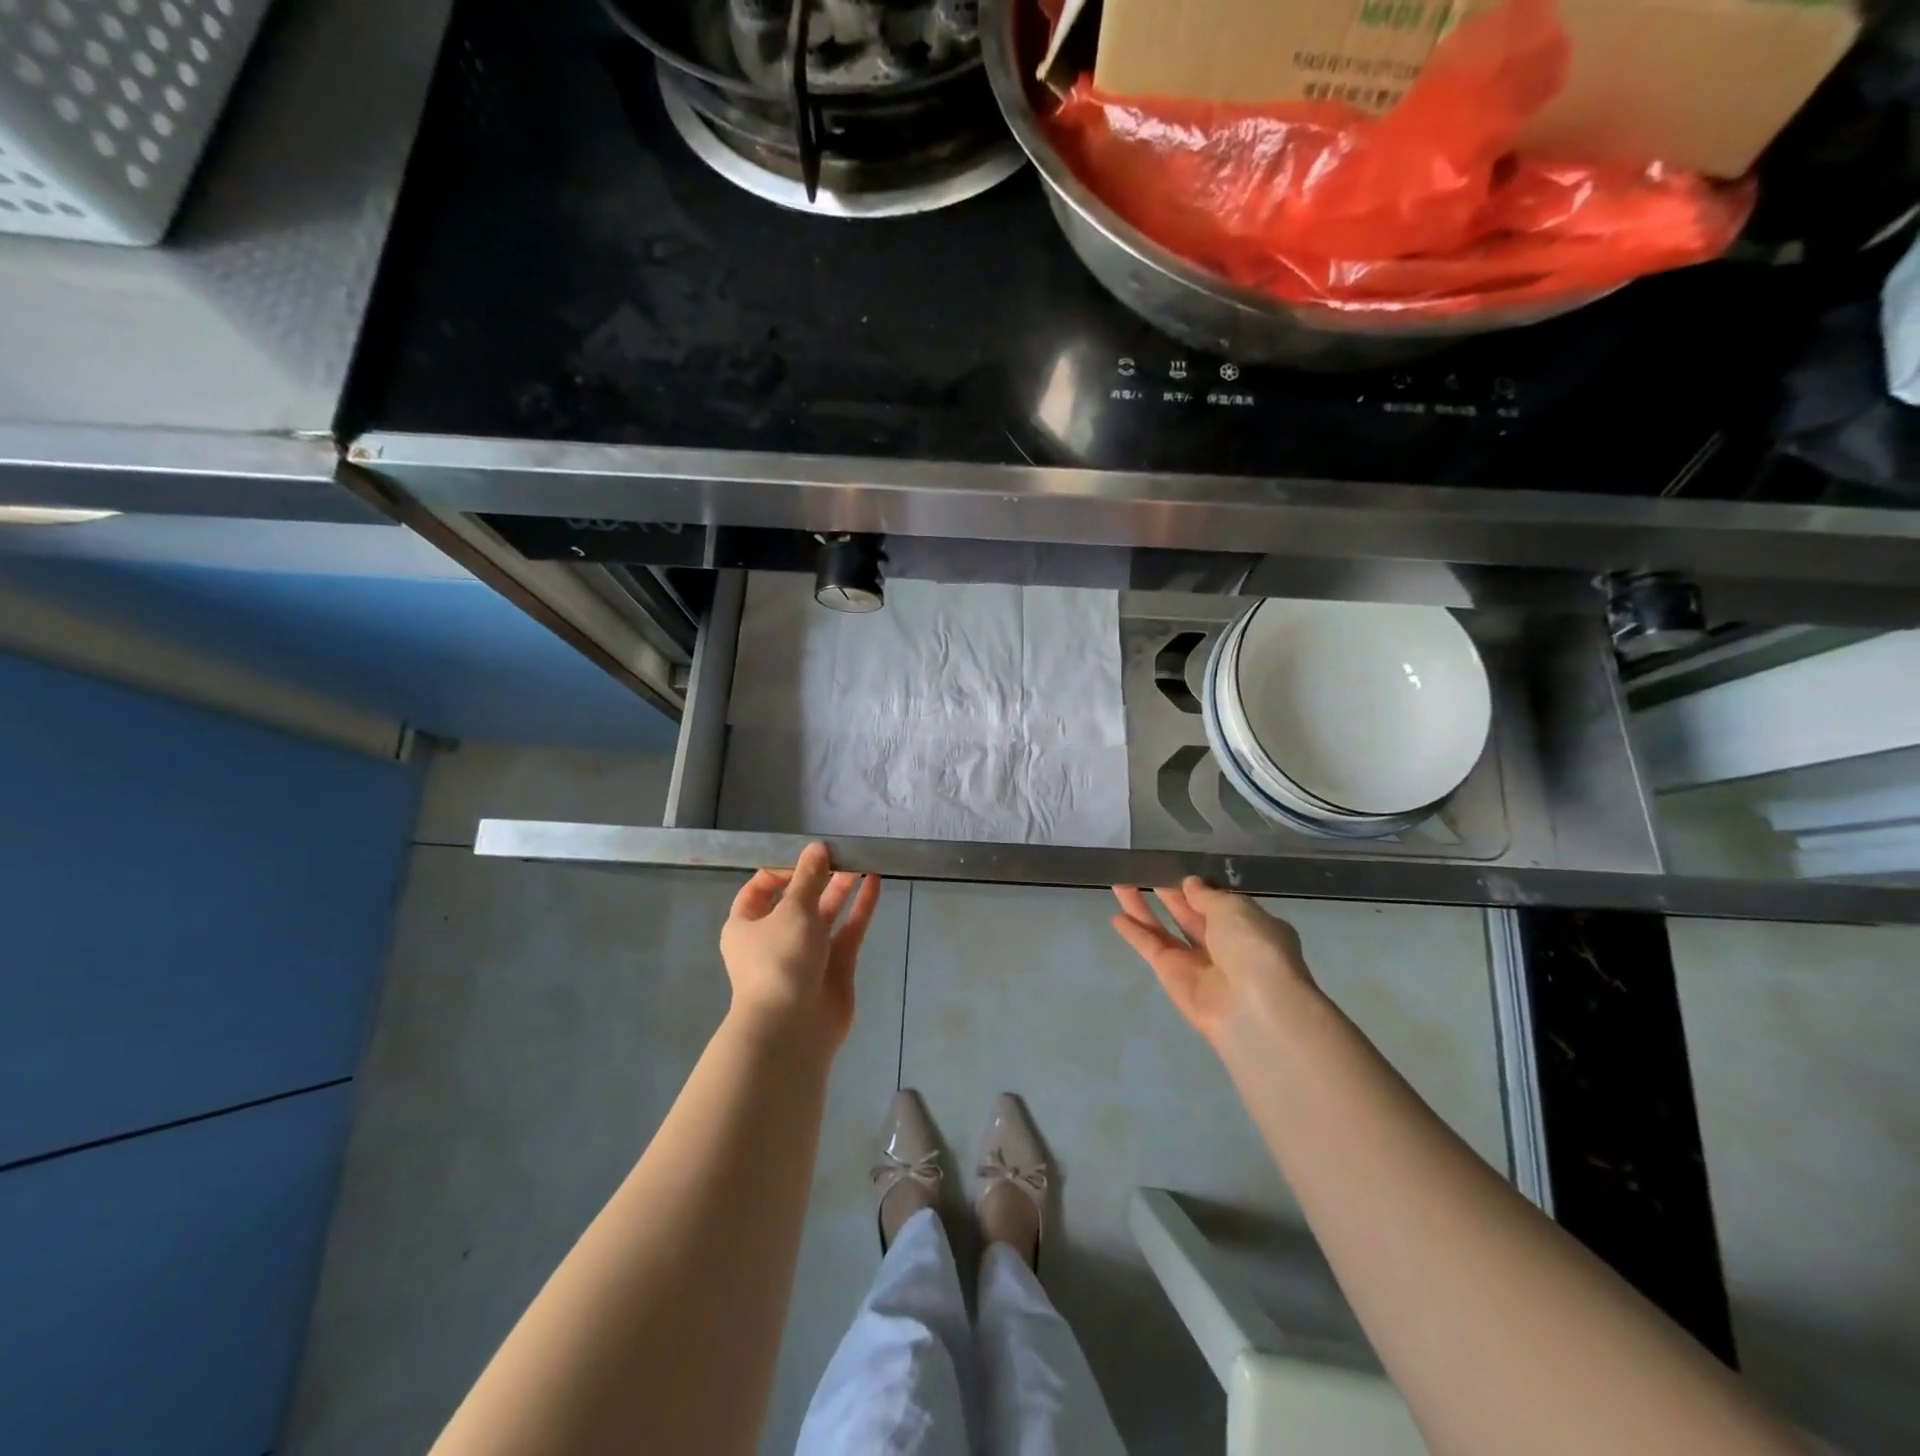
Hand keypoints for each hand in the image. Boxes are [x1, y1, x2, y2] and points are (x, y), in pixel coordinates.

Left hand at [720, 843, 880, 1052]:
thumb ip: (809, 877)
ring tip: (861, 860)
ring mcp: (807, 952)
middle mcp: (775, 937)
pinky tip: (875, 882)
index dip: (783, 868)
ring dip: (841, 888)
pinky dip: (860, 907)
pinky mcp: (835, 966)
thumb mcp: (792, 910)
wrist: (792, 1028)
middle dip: (818, 875)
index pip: (761, 888)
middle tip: (842, 851)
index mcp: (747, 924)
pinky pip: (848, 930)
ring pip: (826, 913)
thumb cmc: (780, 961)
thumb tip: (817, 848)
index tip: (808, 854)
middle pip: (798, 898)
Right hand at [1111, 879, 1316, 1057]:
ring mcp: (1196, 962)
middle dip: (1167, 893)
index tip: (1175, 866)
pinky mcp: (1172, 977)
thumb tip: (1190, 884)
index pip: (1220, 903)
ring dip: (1143, 908)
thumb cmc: (1252, 946)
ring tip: (1119, 882)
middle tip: (1142, 869)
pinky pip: (1152, 948)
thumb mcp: (1234, 908)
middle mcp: (1224, 945)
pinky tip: (1116, 917)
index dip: (1197, 887)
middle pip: (1189, 914)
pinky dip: (1135, 934)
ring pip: (1165, 929)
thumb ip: (1206, 895)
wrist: (1251, 1007)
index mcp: (1251, 926)